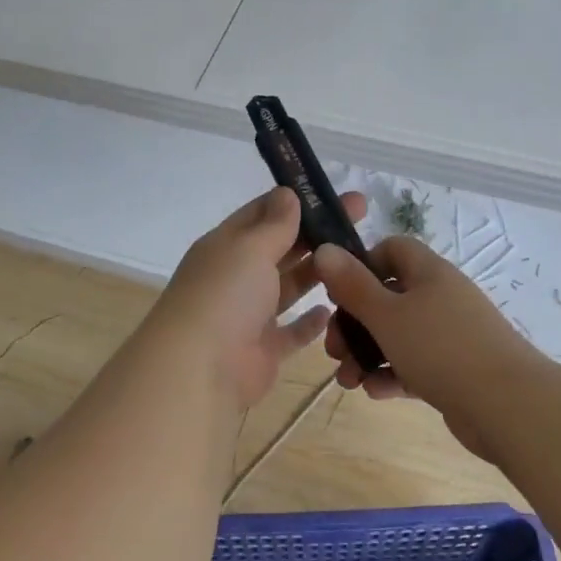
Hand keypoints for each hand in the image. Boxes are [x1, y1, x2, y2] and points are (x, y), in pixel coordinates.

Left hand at [152, 186, 367, 409]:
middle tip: (361, 214)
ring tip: (358, 257)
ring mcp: (249, 314)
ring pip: (288, 286)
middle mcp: (236, 276)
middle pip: (281, 247)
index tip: (330, 191)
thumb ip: (274, 224)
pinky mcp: (264, 350)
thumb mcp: (250, 248)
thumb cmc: (224, 295)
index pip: (261, 213)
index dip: (294, 201)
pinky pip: (292, 332)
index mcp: (226, 246)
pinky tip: (335, 309)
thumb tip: (287, 193)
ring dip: (317, 273)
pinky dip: (310, 322)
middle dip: (317, 231)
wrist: (200, 369)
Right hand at [313, 236, 540, 459]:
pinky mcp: (457, 370)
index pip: (392, 249)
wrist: (509, 407)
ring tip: (347, 381)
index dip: (363, 265)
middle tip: (334, 349)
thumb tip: (324, 249)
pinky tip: (374, 393)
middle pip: (388, 297)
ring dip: (368, 354)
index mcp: (429, 273)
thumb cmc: (441, 348)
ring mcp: (451, 335)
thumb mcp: (386, 315)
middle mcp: (441, 297)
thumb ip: (352, 284)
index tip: (340, 292)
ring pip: (398, 335)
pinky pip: (416, 364)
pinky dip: (392, 375)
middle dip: (355, 323)